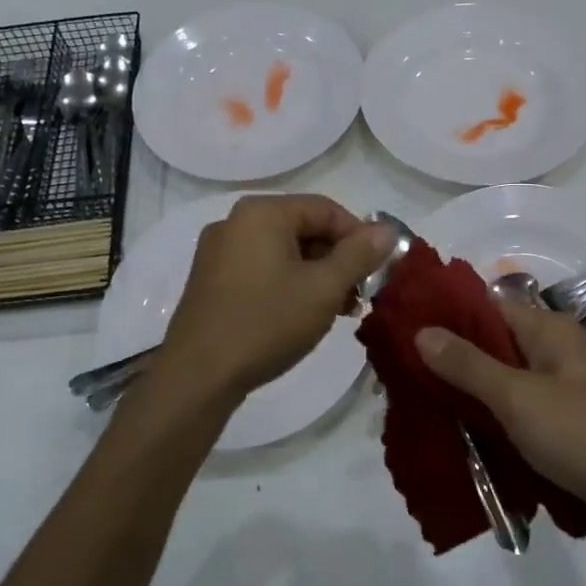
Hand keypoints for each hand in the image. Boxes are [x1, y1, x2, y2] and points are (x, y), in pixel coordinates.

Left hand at [156, 195, 393, 401]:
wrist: (198, 375)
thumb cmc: (267, 322)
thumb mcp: (323, 289)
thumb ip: (359, 255)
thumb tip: (387, 229)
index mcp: (262, 213)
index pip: (327, 209)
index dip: (359, 237)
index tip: (378, 271)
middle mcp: (236, 222)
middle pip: (304, 228)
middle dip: (338, 260)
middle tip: (359, 296)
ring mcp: (219, 251)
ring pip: (284, 252)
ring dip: (317, 276)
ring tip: (338, 311)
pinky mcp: (211, 280)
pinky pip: (262, 269)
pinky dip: (289, 284)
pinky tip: (303, 315)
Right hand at [416, 303, 585, 550]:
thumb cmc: (584, 434)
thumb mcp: (518, 397)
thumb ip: (468, 365)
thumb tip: (422, 331)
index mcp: (549, 332)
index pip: (487, 308)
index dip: (446, 317)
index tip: (402, 332)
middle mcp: (555, 355)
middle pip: (492, 348)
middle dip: (450, 363)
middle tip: (402, 378)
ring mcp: (560, 394)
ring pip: (501, 386)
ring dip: (468, 398)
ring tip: (419, 409)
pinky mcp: (562, 431)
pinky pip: (515, 418)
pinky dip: (490, 425)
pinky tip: (457, 438)